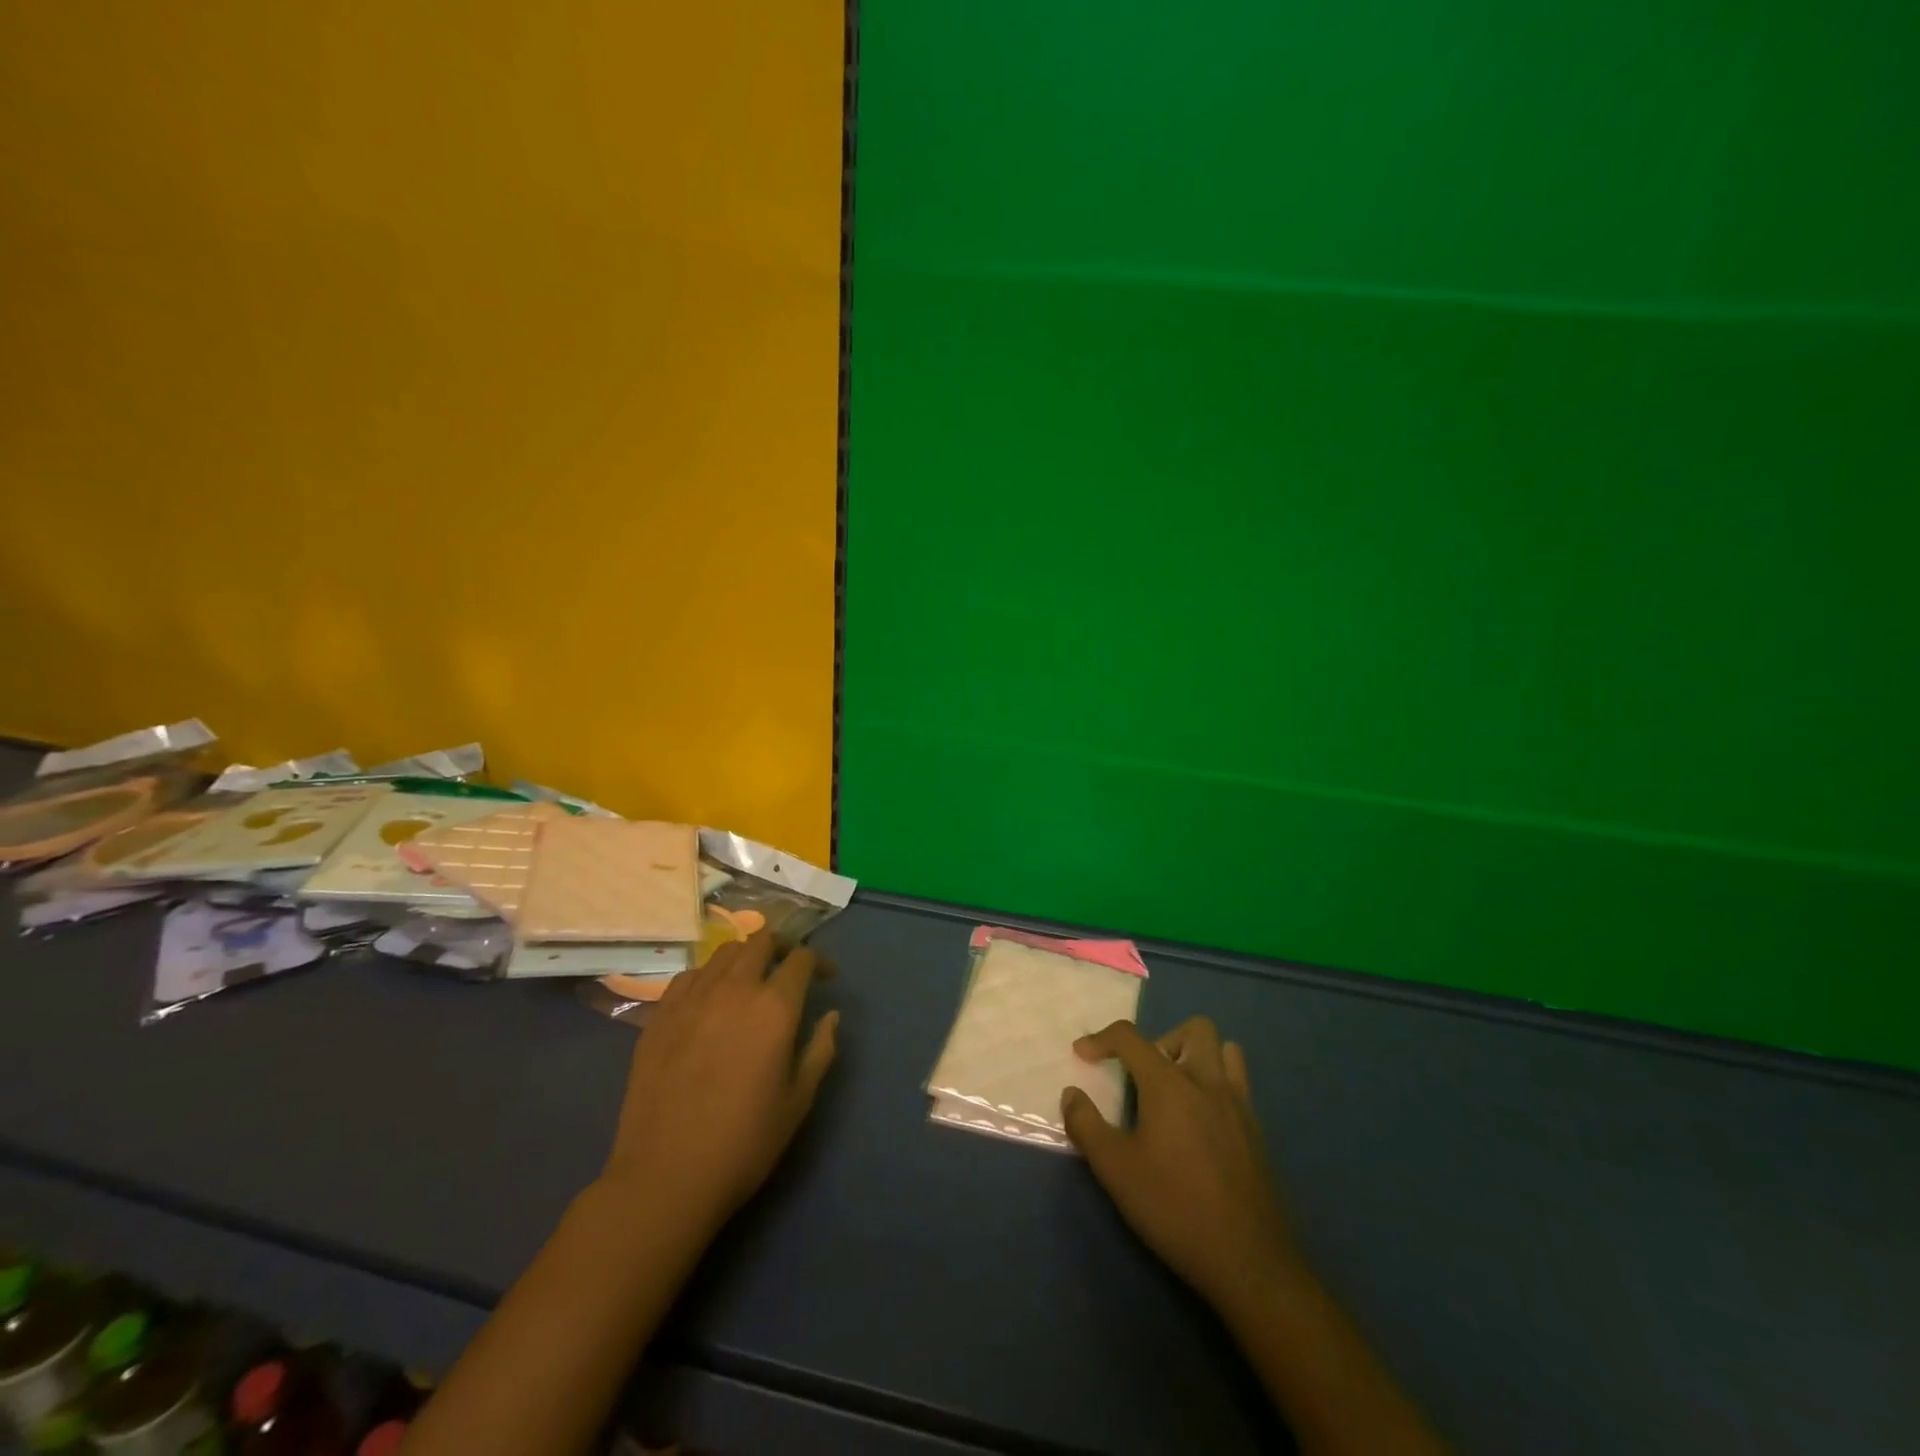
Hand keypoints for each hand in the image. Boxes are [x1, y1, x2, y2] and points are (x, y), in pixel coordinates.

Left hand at [598, 930, 837, 1235]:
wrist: (666, 1176)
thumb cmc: (744, 1143)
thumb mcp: (798, 1101)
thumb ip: (820, 1049)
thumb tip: (830, 1015)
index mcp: (774, 1007)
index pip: (801, 959)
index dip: (819, 962)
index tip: (826, 978)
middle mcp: (734, 989)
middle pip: (761, 942)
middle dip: (782, 948)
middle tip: (789, 969)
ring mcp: (692, 999)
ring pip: (724, 953)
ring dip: (745, 957)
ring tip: (750, 981)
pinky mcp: (659, 1015)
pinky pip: (689, 976)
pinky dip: (708, 977)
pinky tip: (709, 1001)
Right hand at [1062, 1017, 1295, 1315]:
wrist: (1248, 1261)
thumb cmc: (1174, 1208)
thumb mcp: (1115, 1170)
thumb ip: (1087, 1125)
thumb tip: (1072, 1095)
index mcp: (1169, 1084)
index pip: (1131, 1037)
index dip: (1101, 1039)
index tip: (1082, 1054)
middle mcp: (1207, 1082)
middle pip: (1194, 1029)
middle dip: (1162, 1039)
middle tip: (1143, 1075)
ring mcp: (1238, 1105)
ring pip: (1225, 1050)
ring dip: (1197, 1056)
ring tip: (1175, 1090)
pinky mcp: (1257, 1131)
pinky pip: (1238, 1083)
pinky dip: (1216, 1084)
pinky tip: (1200, 1122)